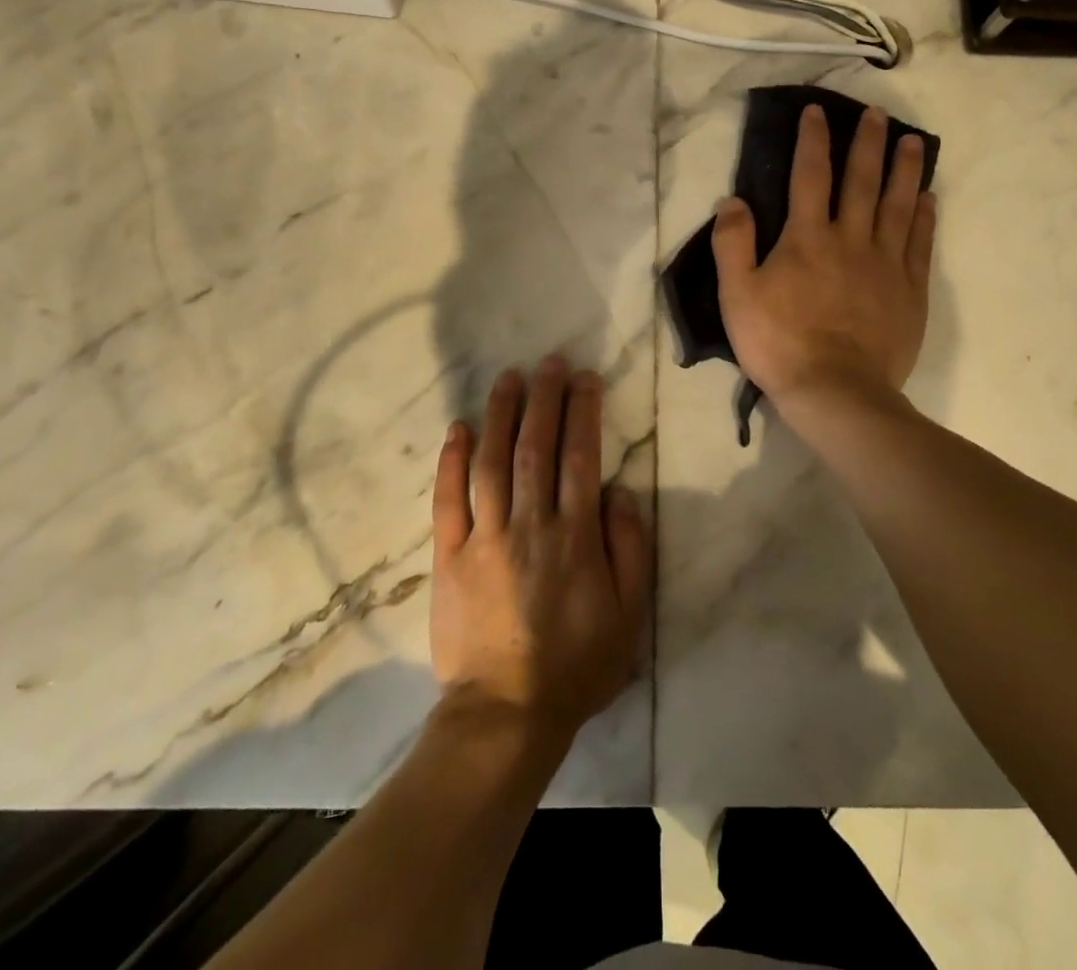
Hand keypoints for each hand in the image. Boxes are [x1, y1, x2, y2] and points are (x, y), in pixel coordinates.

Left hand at [429, 358, 651, 744]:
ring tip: (508, 378)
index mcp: (575, 536)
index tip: (584, 378)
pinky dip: (450, 461)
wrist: (505, 713)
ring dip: (500, 415)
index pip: (580, 457)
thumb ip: (629, 546)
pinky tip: (457, 428)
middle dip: (543, 399)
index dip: (583, 412)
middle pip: (535, 447)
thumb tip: (617, 489)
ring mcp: (484, 538)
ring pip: (491, 462)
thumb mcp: (629, 613)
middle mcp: (530, 525)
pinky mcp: (450, 556)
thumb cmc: (576, 663)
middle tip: (548, 362)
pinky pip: (447, 500)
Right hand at [712, 104, 935, 406]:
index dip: (813, 140)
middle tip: (877, 113)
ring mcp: (886, 264)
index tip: (817, 111)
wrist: (835, 392)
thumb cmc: (779, 342)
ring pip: (899, 206)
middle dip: (868, 143)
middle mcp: (851, 239)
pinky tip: (928, 198)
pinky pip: (920, 244)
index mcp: (807, 238)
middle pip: (862, 181)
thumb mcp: (737, 295)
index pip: (810, 176)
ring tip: (914, 141)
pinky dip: (925, 217)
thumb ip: (732, 244)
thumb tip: (733, 200)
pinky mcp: (909, 291)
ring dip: (906, 170)